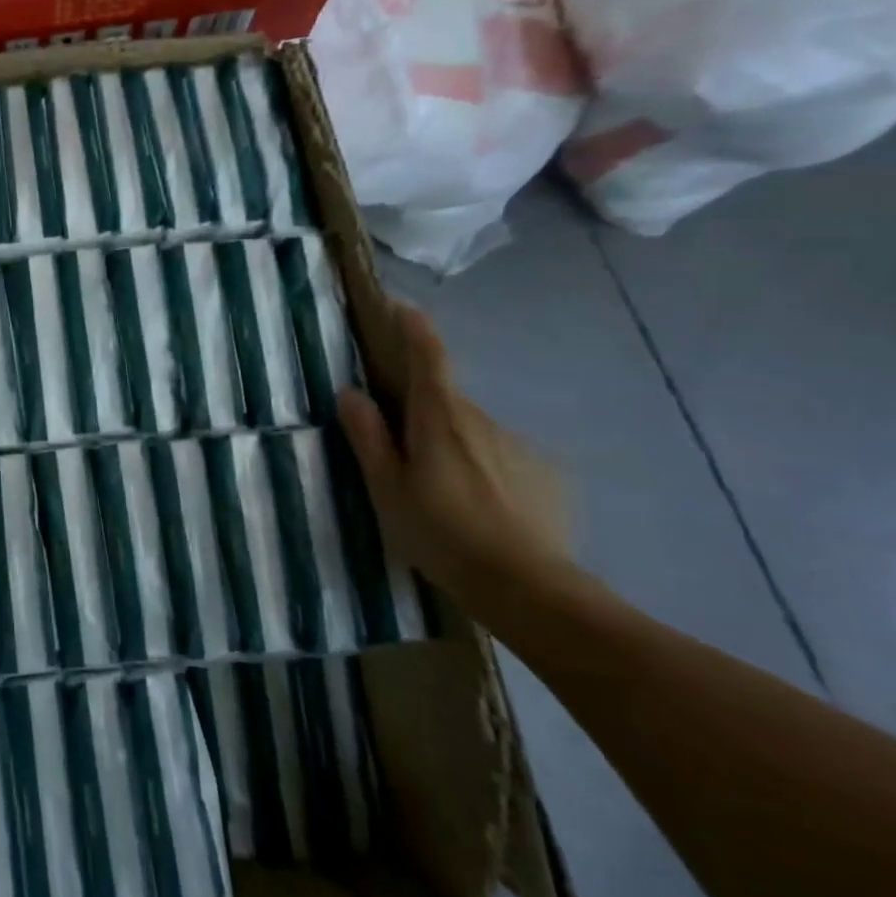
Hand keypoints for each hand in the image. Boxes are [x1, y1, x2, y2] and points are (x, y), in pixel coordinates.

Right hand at [337, 303, 570, 606]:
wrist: (528, 588)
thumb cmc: (442, 533)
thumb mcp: (387, 488)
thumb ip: (368, 437)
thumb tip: (351, 392)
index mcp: (440, 417)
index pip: (429, 357)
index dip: (416, 329)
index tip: (404, 308)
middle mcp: (482, 420)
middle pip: (445, 400)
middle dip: (422, 413)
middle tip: (401, 451)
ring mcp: (518, 447)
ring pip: (472, 433)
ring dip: (452, 447)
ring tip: (440, 496)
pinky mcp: (545, 476)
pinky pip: (500, 459)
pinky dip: (483, 471)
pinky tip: (478, 511)